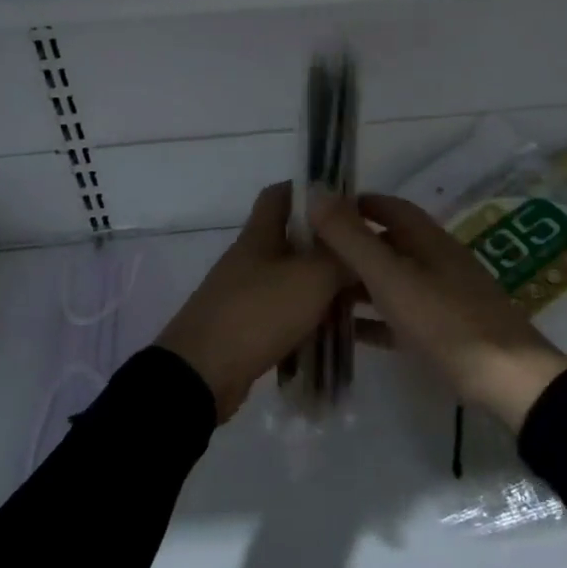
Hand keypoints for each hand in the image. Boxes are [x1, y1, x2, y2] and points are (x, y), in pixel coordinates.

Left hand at [157, 183, 351, 421]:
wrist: (201, 375)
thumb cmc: (257, 313)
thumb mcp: (310, 278)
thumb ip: (340, 256)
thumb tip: (361, 240)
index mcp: (260, 235)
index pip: (280, 195)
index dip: (310, 191)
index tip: (346, 202)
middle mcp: (251, 260)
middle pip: (293, 240)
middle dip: (328, 247)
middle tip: (365, 258)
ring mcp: (245, 295)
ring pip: (292, 280)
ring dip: (322, 287)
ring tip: (360, 300)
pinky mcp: (246, 330)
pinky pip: (285, 315)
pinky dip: (308, 320)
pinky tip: (334, 333)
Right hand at [310, 192, 566, 433]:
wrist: (507, 380)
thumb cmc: (446, 321)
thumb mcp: (392, 278)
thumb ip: (353, 239)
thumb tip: (316, 194)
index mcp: (428, 240)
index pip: (388, 207)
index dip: (355, 204)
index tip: (318, 212)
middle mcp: (435, 261)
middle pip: (388, 244)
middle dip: (351, 246)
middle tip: (308, 257)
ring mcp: (442, 297)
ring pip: (392, 281)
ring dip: (358, 283)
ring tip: (317, 293)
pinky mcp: (443, 332)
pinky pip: (399, 316)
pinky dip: (374, 318)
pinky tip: (348, 331)